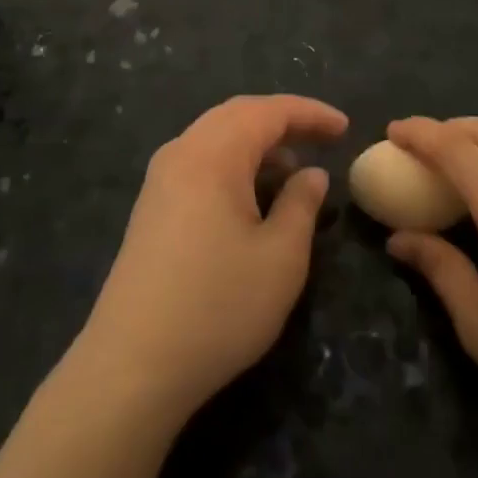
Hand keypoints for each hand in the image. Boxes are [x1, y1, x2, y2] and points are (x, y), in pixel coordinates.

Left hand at [75, 95, 345, 420]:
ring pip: (215, 138)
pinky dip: (233, 165)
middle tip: (322, 138)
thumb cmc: (218, 307)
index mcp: (212, 155)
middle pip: (236, 116)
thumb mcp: (280, 258)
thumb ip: (301, 205)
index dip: (310, 113)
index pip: (267, 111)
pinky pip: (199, 163)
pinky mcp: (151, 208)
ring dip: (256, 144)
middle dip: (282, 122)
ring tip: (293, 172)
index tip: (345, 127)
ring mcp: (160, 181)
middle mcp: (181, 154)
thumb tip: (312, 174)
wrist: (132, 366)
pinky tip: (252, 198)